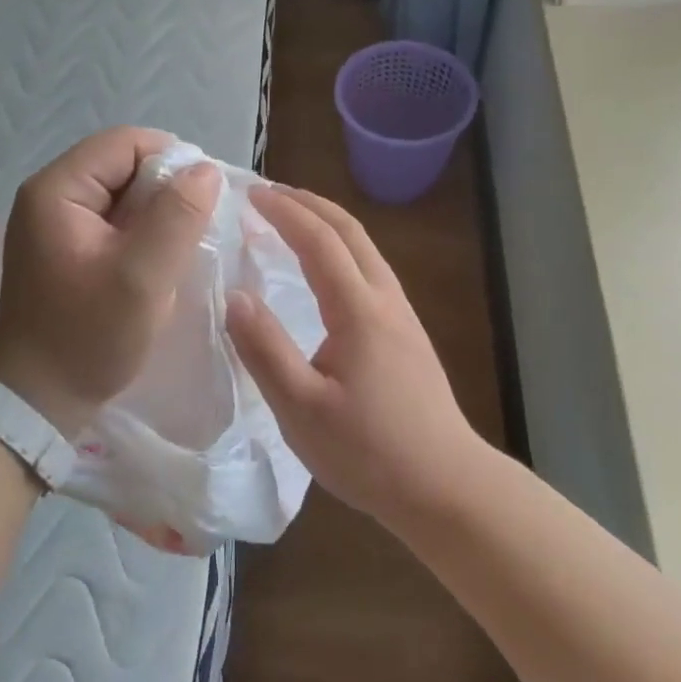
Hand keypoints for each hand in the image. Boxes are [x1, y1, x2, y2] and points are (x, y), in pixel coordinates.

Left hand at [0, 127, 220, 438]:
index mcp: (57, 190)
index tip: (205, 200)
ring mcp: (55, 222)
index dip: (172, 160)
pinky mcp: (66, 247)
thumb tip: (205, 170)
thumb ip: (178, 217)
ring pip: (122, 194)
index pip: (125, 143)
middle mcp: (50, 195)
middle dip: (165, 190)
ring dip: (157, 214)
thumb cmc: (88, 336)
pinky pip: (113, 221)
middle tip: (196, 230)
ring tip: (181, 248)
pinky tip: (159, 262)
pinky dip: (142, 233)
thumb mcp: (142, 277)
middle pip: (122, 164)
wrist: (37, 401)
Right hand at [224, 185, 483, 528]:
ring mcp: (402, 315)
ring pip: (365, 248)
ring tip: (291, 219)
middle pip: (350, 231)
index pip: (319, 241)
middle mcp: (385, 300)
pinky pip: (370, 270)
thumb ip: (264, 349)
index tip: (250, 193)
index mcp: (359, 311)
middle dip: (309, 203)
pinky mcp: (407, 334)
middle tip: (268, 193)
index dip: (284, 212)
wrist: (446, 488)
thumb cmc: (369, 453)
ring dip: (327, 223)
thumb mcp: (301, 409)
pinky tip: (324, 270)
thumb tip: (234, 296)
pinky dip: (340, 249)